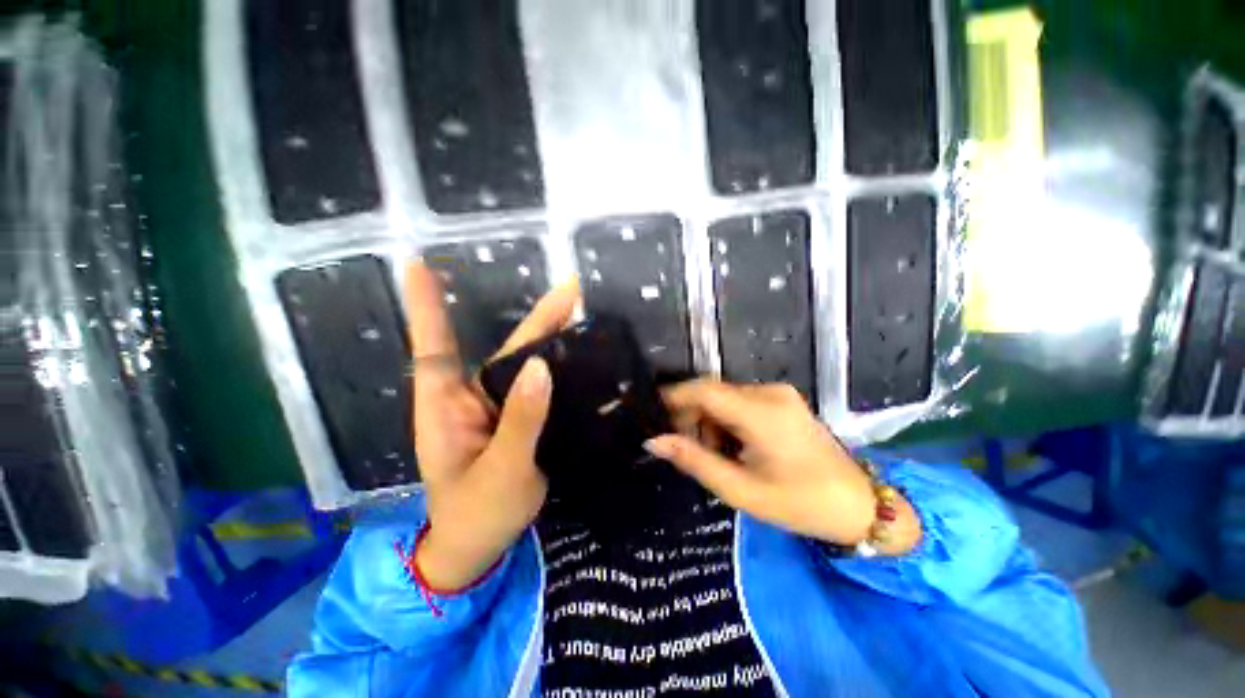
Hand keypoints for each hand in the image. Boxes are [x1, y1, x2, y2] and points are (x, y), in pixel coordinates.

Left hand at [405, 263, 578, 588]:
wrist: (482, 545)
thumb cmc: (476, 514)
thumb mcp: (500, 471)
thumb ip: (521, 420)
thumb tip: (541, 365)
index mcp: (447, 407)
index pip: (434, 348)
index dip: (428, 306)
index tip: (418, 265)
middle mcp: (473, 397)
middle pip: (505, 350)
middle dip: (537, 319)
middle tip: (571, 290)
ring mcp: (500, 408)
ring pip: (527, 365)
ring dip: (553, 338)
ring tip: (583, 312)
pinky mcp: (521, 418)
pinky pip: (541, 386)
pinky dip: (559, 368)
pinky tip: (582, 355)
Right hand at [645, 380, 920, 554]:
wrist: (859, 505)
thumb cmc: (800, 503)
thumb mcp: (740, 489)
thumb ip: (694, 460)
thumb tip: (654, 440)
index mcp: (761, 413)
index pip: (704, 390)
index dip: (672, 397)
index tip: (650, 413)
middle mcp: (769, 392)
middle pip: (712, 392)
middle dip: (691, 416)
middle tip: (682, 447)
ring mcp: (778, 393)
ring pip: (723, 397)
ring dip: (709, 420)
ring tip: (713, 455)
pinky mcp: (782, 399)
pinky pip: (739, 401)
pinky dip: (726, 420)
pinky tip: (733, 446)